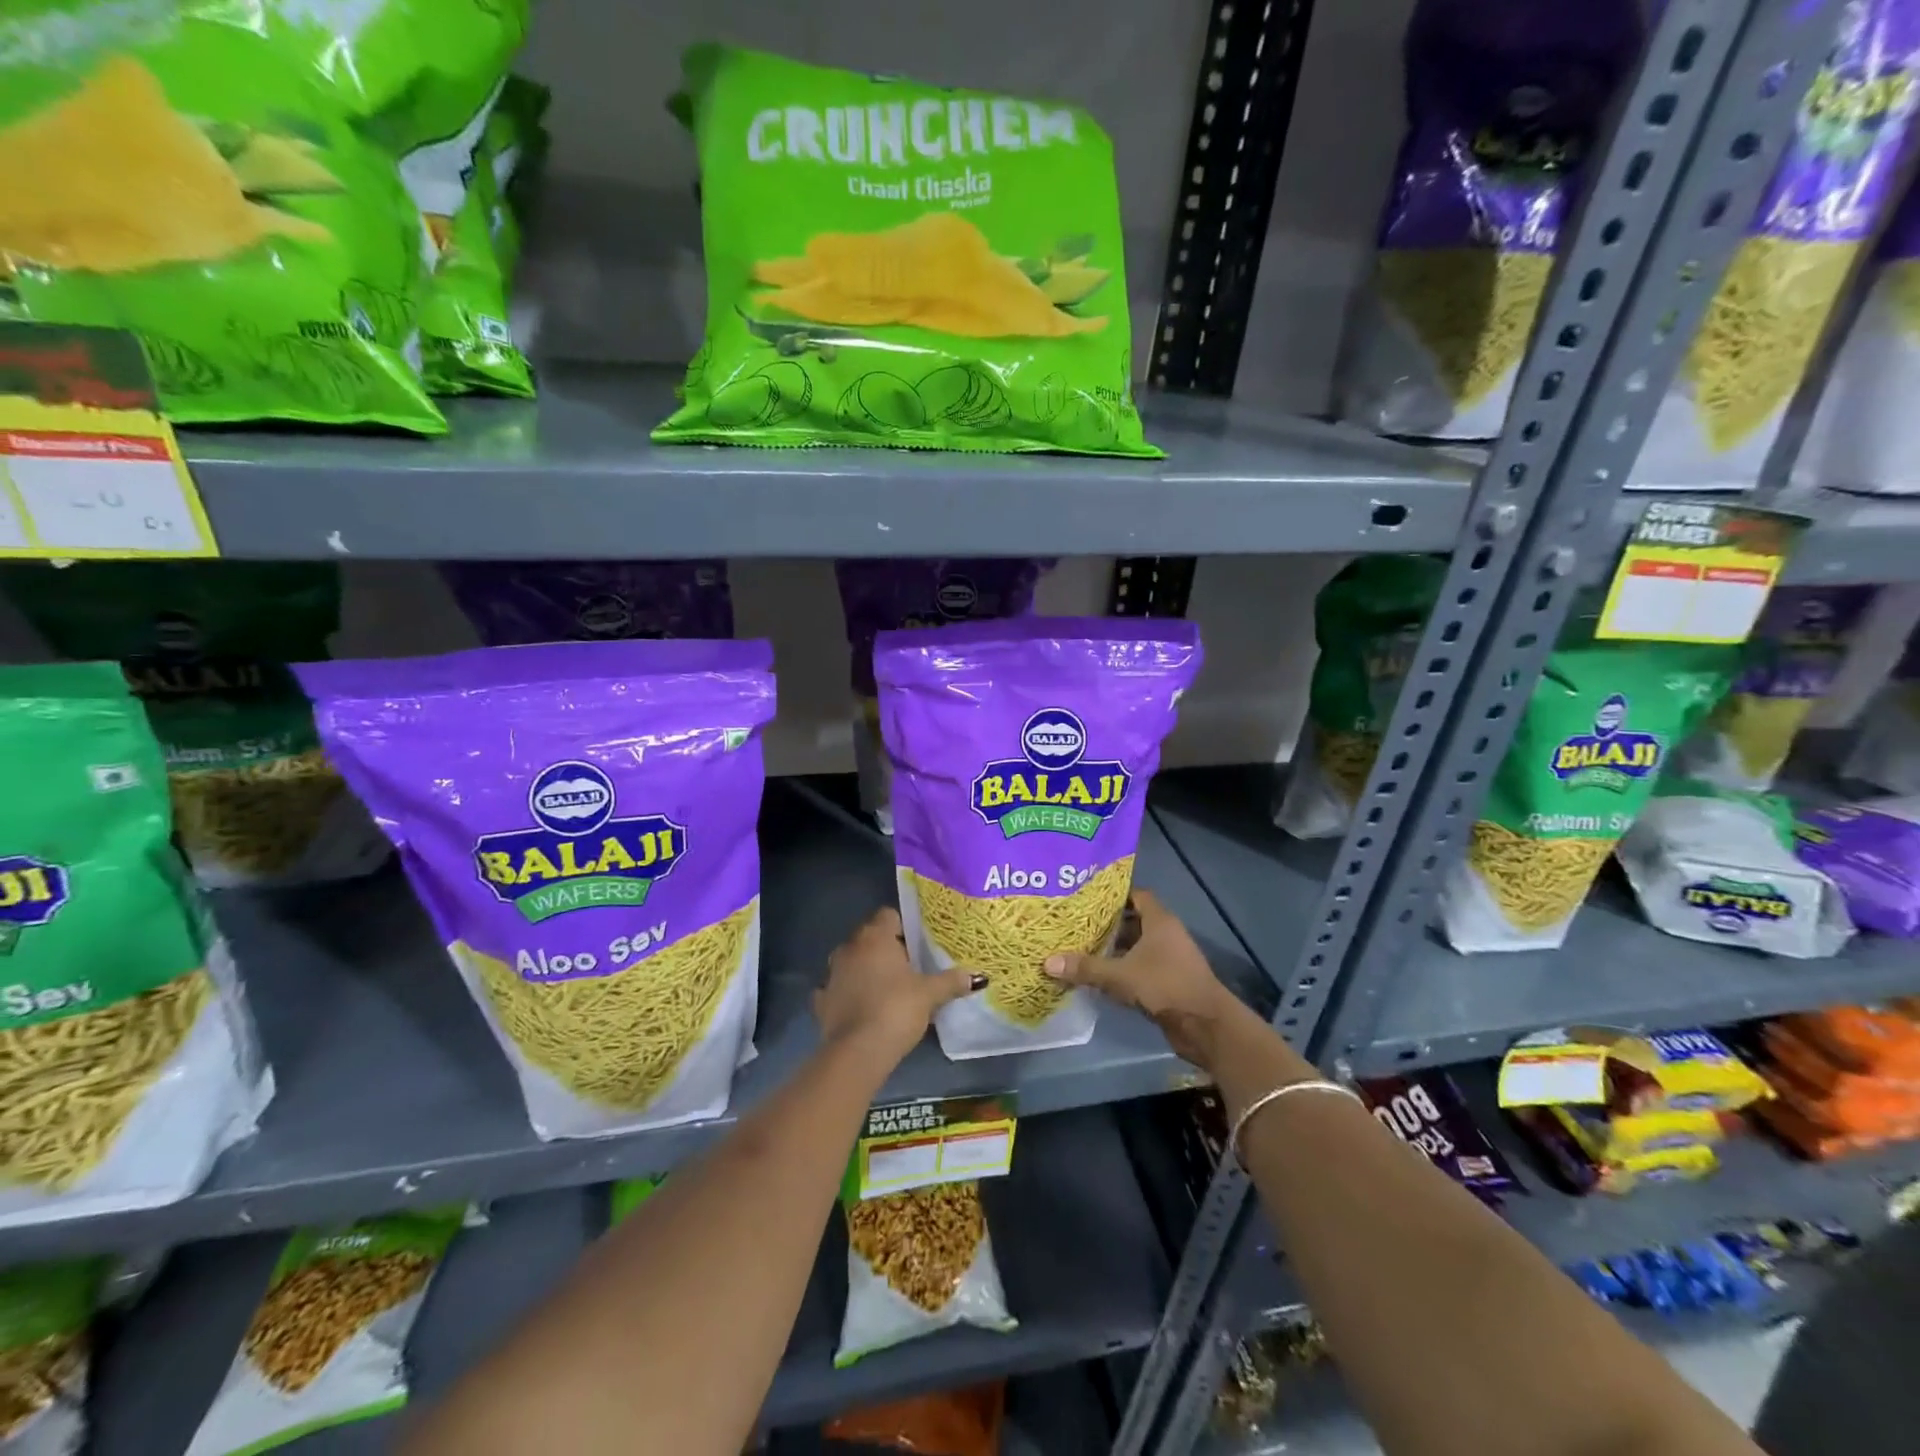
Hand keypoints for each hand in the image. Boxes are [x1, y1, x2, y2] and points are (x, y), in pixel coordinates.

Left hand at [814, 907, 983, 1069]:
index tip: (918, 945)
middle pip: (869, 937)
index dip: (903, 927)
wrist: (858, 1052)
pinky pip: (836, 989)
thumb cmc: (896, 1009)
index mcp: (874, 937)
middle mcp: (849, 948)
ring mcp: (831, 974)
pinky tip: (861, 1008)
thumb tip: (977, 977)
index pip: (888, 915)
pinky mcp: (821, 1001)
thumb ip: (951, 982)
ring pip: (851, 962)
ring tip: (886, 989)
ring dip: (864, 970)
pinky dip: (847, 994)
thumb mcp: (930, 994)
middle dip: (886, 949)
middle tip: (909, 968)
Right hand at [1044, 889, 1258, 1069]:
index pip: (1136, 895)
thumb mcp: (1120, 975)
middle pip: (1134, 921)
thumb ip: (1085, 967)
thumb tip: (1048, 962)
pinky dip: (1122, 968)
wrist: (1205, 1026)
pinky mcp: (1169, 981)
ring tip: (1081, 947)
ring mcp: (1170, 959)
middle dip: (1107, 923)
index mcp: (1160, 921)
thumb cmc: (1165, 986)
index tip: (1087, 897)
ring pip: (1136, 946)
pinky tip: (1099, 974)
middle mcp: (1166, 935)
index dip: (1113, 895)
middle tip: (1076, 922)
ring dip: (1114, 948)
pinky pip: (1140, 967)